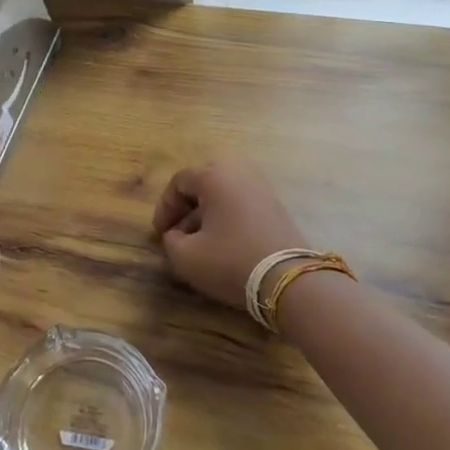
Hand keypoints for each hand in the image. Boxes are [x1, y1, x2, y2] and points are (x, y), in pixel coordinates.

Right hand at [152, 158, 303, 310]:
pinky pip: (241, 201)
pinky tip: (225, 242)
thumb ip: (170, 241)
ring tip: (201, 241)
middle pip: (202, 182)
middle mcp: (238, 170)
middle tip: (178, 231)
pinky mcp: (276, 203)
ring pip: (223, 192)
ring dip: (207, 213)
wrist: (289, 280)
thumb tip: (175, 234)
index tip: (160, 234)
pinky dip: (227, 216)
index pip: (179, 182)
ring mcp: (261, 185)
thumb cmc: (231, 261)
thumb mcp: (186, 257)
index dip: (164, 208)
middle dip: (186, 207)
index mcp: (213, 174)